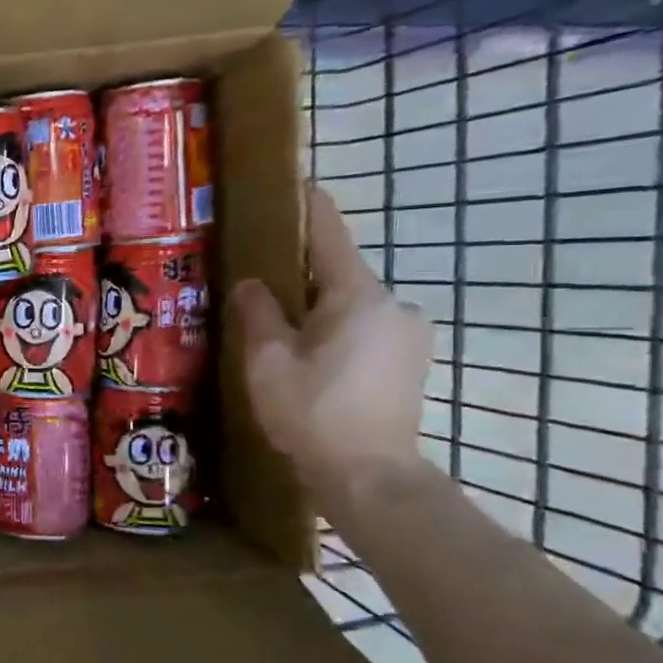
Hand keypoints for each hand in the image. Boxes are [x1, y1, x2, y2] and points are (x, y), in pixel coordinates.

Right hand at [229, 185, 431, 491]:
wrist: (369, 476)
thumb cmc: (311, 411)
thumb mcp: (268, 360)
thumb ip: (258, 313)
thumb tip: (253, 284)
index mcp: (357, 295)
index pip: (330, 235)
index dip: (310, 208)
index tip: (295, 186)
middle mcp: (392, 305)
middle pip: (339, 274)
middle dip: (302, 273)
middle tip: (260, 281)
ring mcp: (407, 335)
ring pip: (351, 306)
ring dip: (318, 308)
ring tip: (280, 329)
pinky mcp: (410, 363)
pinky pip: (364, 331)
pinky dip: (336, 331)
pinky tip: (309, 358)